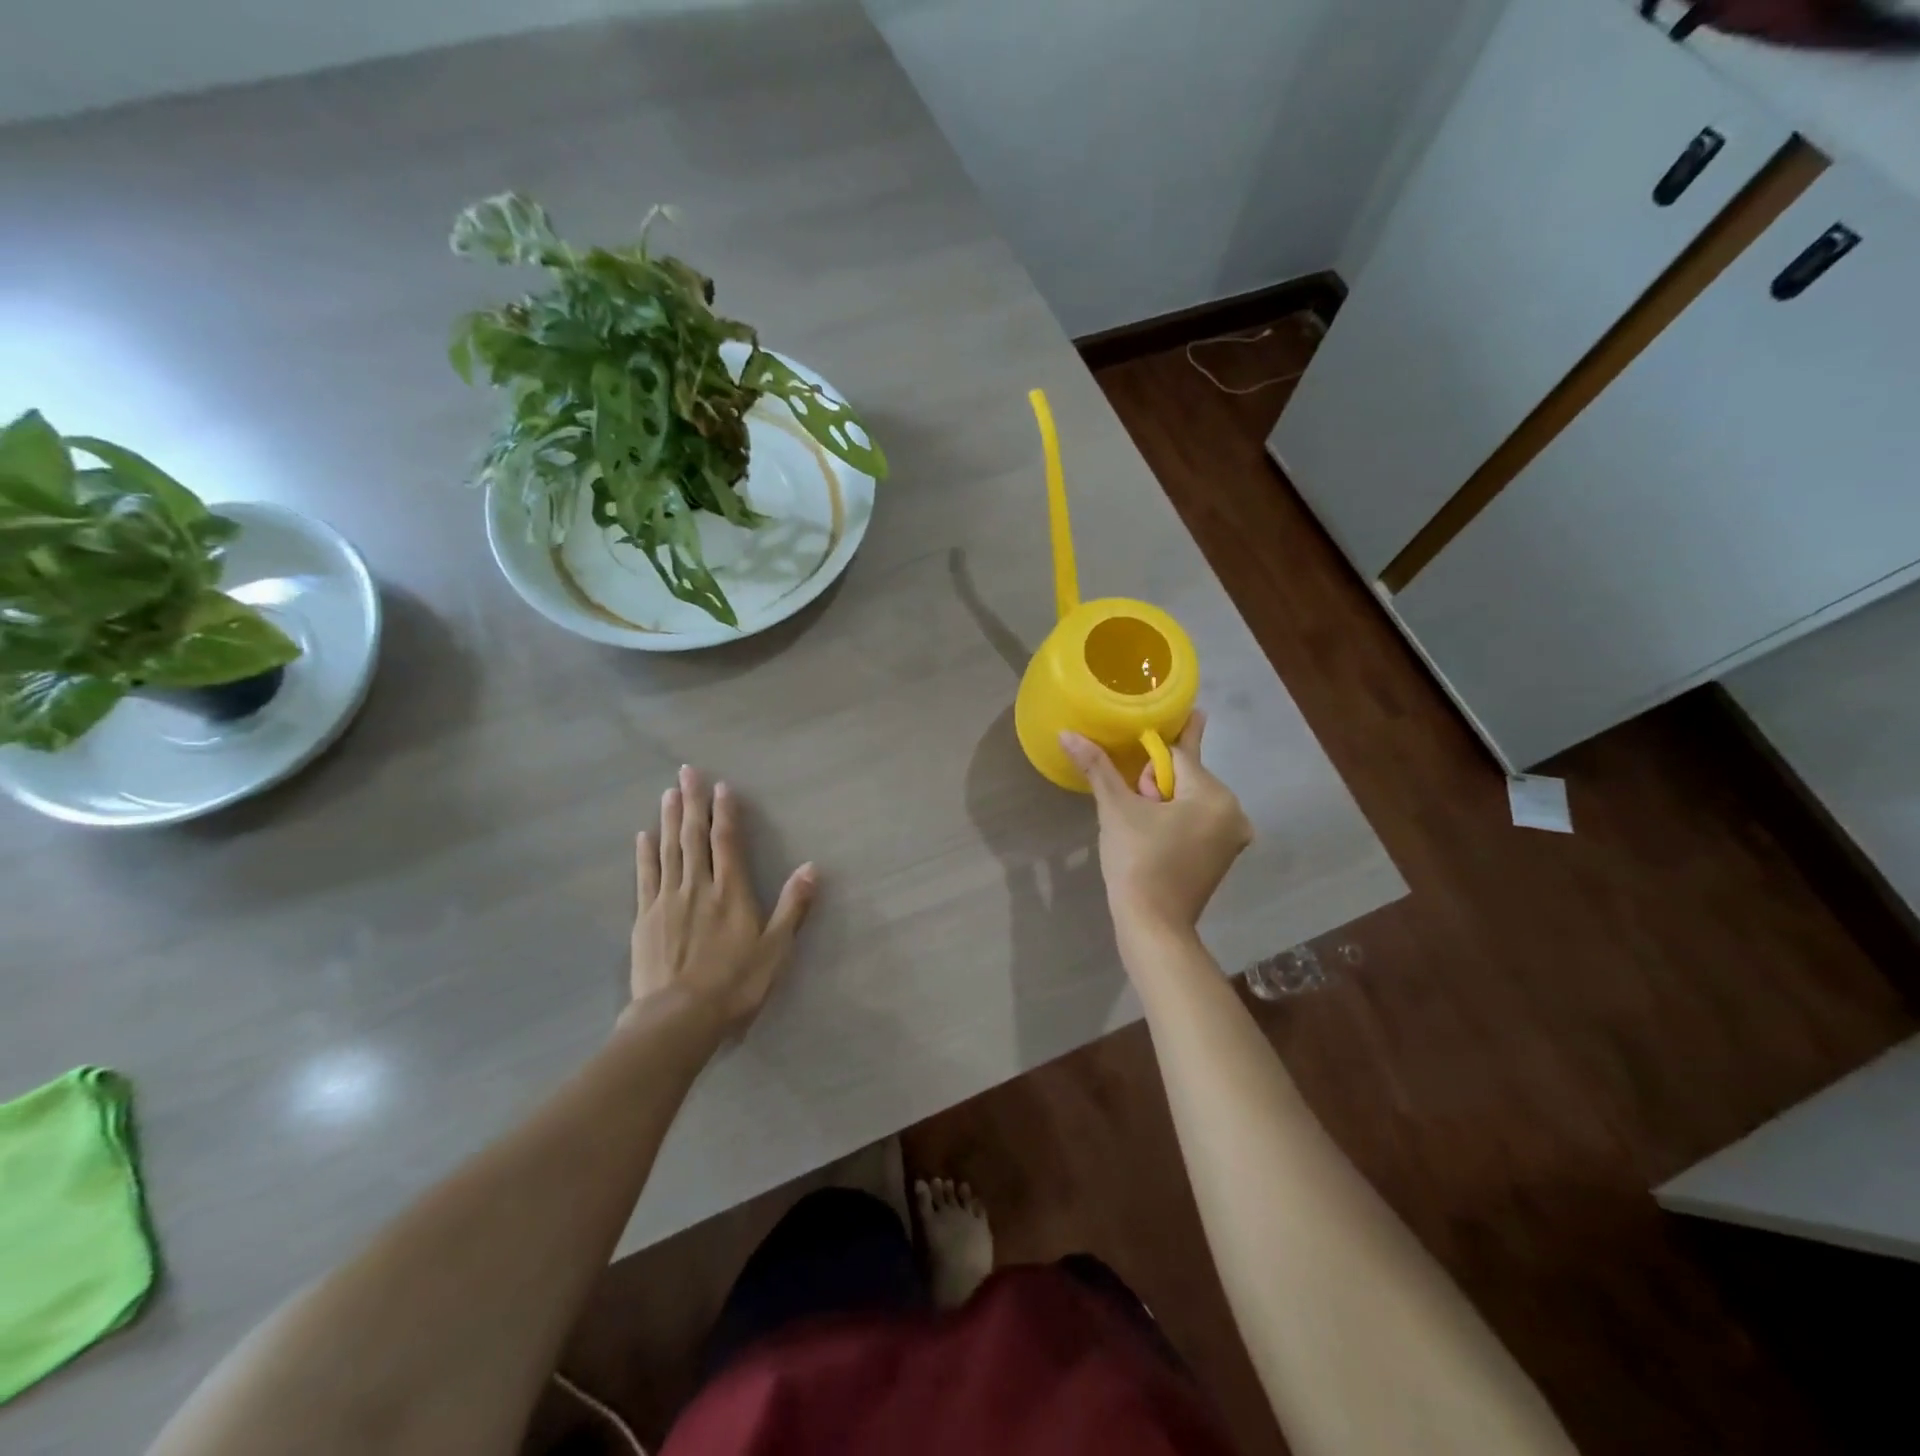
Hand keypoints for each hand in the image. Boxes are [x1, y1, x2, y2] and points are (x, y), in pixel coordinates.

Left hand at [629, 765, 817, 1034]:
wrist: (677, 1019)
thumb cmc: (735, 985)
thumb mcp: (776, 948)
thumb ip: (793, 906)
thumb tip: (812, 868)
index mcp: (731, 891)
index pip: (727, 841)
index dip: (725, 812)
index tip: (721, 786)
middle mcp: (697, 886)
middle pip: (693, 836)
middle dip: (692, 802)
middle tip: (686, 772)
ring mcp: (666, 900)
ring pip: (668, 849)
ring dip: (669, 819)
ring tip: (668, 793)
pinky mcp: (645, 919)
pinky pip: (645, 877)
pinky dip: (645, 854)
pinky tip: (643, 836)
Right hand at [1059, 711, 1251, 940]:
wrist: (1152, 925)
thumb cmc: (1137, 862)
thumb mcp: (1116, 809)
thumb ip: (1096, 766)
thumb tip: (1067, 733)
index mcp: (1215, 796)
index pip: (1179, 754)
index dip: (1148, 761)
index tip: (1132, 769)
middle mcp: (1234, 812)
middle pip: (1187, 776)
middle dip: (1156, 784)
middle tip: (1135, 809)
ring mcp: (1232, 837)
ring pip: (1191, 799)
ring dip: (1165, 802)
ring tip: (1141, 826)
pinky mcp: (1223, 856)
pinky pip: (1198, 821)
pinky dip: (1177, 820)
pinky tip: (1155, 835)